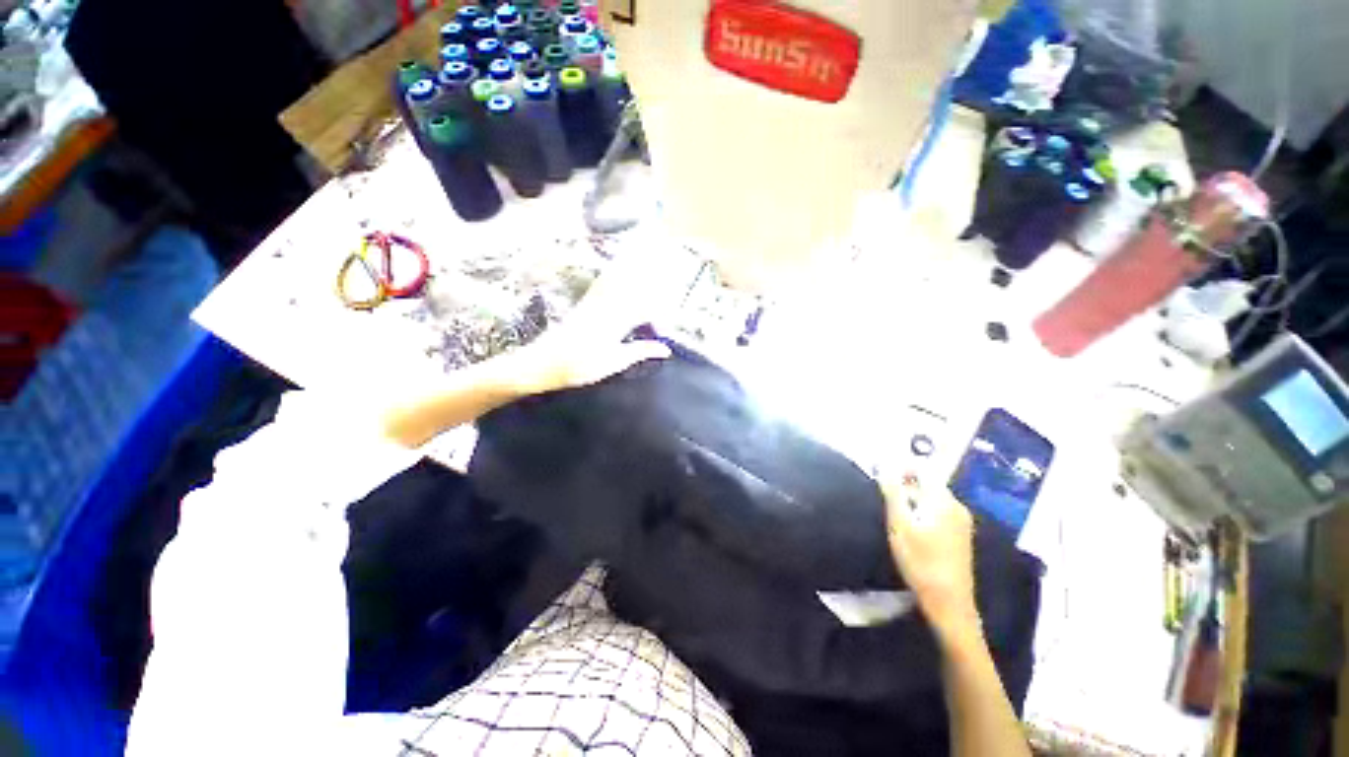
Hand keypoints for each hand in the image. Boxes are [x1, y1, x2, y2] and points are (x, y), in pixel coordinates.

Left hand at [498, 270, 670, 396]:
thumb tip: (666, 349)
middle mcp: (606, 306)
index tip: (669, 325)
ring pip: (619, 279)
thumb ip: (640, 351)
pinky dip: (616, 272)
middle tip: (670, 270)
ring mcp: (594, 302)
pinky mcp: (585, 303)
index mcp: (615, 322)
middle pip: (634, 287)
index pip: (646, 309)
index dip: (662, 313)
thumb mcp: (613, 363)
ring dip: (635, 269)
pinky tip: (621, 266)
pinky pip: (604, 282)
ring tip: (650, 258)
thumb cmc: (579, 367)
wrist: (542, 362)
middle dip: (653, 278)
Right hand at [882, 475, 980, 641]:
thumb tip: (885, 465)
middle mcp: (957, 506)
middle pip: (928, 483)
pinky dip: (922, 510)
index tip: (881, 472)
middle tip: (882, 492)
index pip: (923, 469)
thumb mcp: (899, 525)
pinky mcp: (960, 536)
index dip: (901, 466)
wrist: (949, 604)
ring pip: (932, 498)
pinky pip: (938, 511)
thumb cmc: (921, 562)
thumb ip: (893, 492)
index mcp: (943, 500)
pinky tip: (910, 525)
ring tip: (892, 508)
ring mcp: (961, 522)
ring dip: (912, 497)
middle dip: (905, 482)